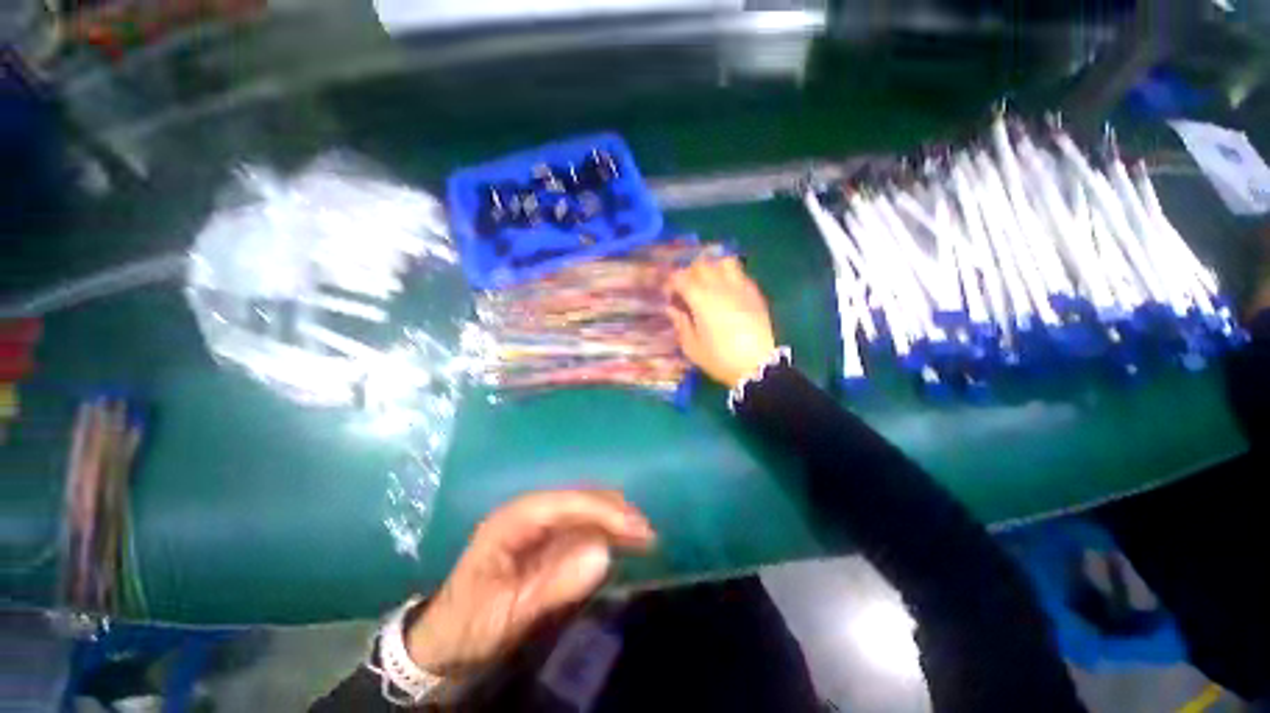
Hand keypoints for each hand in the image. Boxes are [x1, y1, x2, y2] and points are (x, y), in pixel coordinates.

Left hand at [406, 490, 654, 677]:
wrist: (444, 640)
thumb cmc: (469, 625)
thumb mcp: (507, 613)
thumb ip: (554, 585)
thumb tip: (603, 554)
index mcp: (513, 520)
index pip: (564, 503)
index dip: (601, 510)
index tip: (633, 526)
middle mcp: (528, 511)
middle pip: (578, 499)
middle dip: (614, 510)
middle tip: (647, 533)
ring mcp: (538, 522)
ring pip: (584, 508)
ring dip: (615, 518)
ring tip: (643, 536)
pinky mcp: (547, 538)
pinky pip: (582, 525)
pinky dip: (606, 530)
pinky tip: (623, 540)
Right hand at [666, 255, 777, 386]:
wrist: (757, 366)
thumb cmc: (720, 358)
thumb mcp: (692, 347)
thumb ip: (680, 323)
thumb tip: (672, 309)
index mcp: (701, 299)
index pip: (680, 277)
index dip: (671, 283)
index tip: (669, 295)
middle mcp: (720, 287)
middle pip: (701, 265)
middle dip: (690, 273)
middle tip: (687, 289)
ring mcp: (740, 288)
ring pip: (724, 263)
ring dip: (713, 269)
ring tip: (709, 284)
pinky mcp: (754, 293)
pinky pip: (740, 274)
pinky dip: (730, 277)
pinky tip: (727, 293)